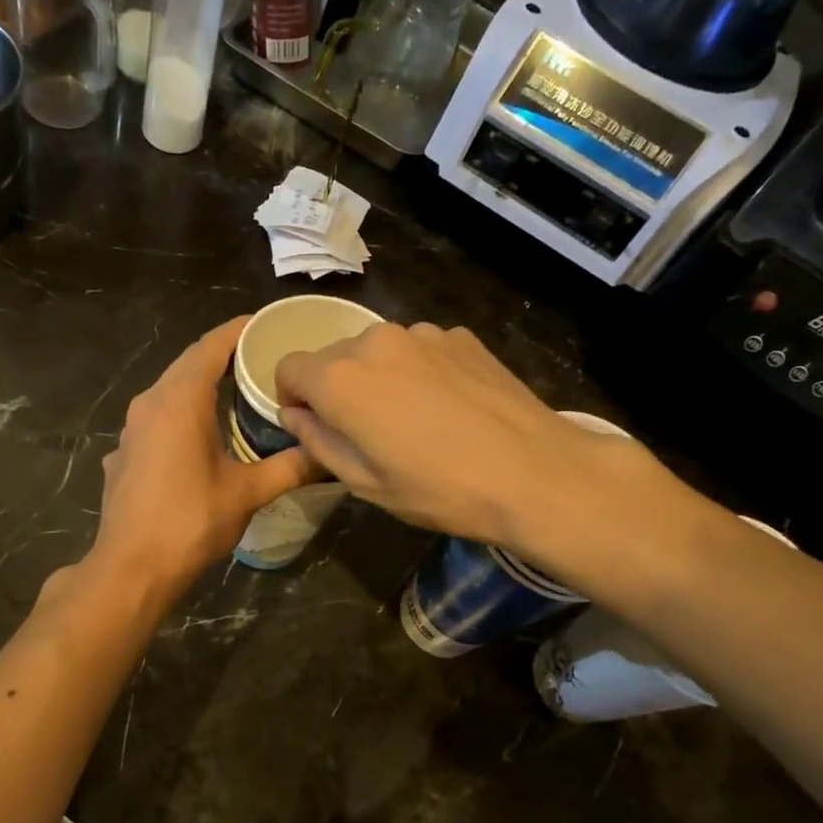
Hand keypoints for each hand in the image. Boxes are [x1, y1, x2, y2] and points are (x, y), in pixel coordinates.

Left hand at [86, 317, 315, 599]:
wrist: (131, 568)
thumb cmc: (191, 521)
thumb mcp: (248, 493)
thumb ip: (290, 467)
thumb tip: (330, 454)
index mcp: (180, 400)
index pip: (211, 346)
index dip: (238, 330)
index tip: (265, 324)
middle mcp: (150, 402)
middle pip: (188, 363)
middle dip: (222, 354)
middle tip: (261, 358)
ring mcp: (131, 428)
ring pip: (169, 390)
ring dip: (200, 384)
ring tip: (236, 391)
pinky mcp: (123, 453)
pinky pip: (155, 417)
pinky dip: (181, 413)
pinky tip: (199, 436)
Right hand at [274, 322, 664, 560]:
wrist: (534, 473)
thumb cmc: (439, 489)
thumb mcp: (364, 482)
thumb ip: (317, 441)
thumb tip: (296, 415)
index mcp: (340, 378)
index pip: (288, 368)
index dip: (292, 398)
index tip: (313, 425)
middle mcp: (374, 341)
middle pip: (333, 357)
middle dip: (336, 388)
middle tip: (368, 432)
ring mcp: (422, 333)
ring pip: (377, 351)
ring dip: (379, 378)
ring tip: (414, 420)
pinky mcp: (459, 335)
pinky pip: (419, 350)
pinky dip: (418, 371)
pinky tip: (449, 406)